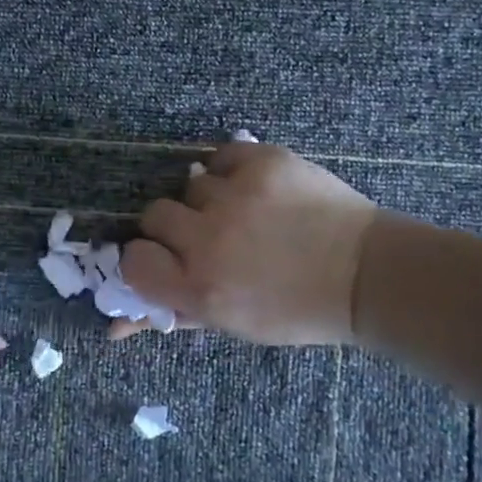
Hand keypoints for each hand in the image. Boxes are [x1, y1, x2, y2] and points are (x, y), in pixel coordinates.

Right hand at [116, 141, 377, 345]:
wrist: (366, 274)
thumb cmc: (297, 310)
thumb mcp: (232, 324)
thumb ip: (173, 316)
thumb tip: (115, 326)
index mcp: (200, 288)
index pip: (133, 260)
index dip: (146, 258)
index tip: (165, 258)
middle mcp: (209, 239)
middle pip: (154, 214)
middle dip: (174, 225)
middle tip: (206, 233)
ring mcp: (236, 196)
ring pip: (191, 183)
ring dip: (210, 198)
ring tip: (245, 212)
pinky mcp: (263, 162)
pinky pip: (222, 156)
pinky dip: (234, 169)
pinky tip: (257, 187)